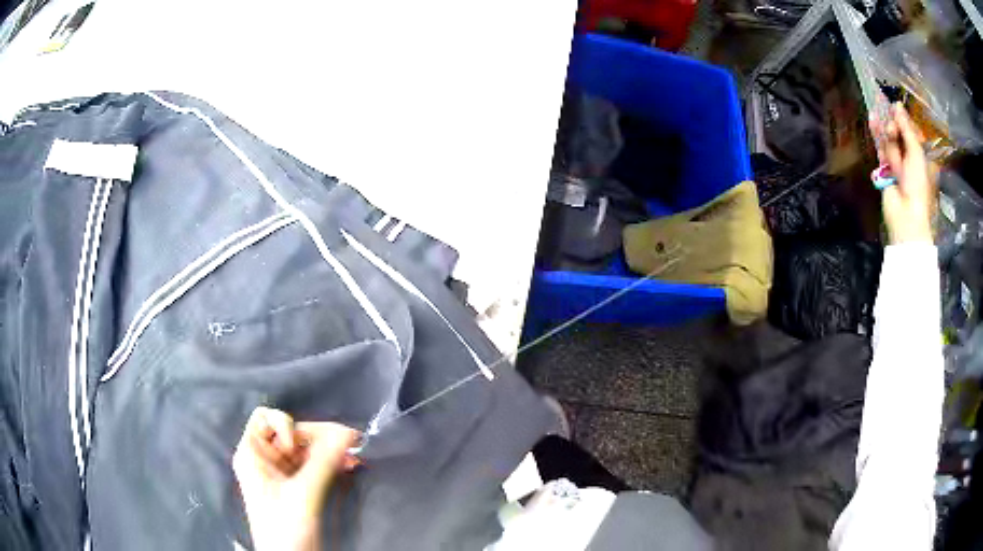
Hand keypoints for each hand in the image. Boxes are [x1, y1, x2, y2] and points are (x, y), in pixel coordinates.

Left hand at [233, 407, 359, 550]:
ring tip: (354, 457)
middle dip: (319, 437)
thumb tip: (347, 433)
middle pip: (292, 433)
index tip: (299, 447)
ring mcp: (281, 472)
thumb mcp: (303, 493)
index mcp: (252, 454)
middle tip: (349, 444)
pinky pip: (314, 464)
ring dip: (330, 450)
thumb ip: (324, 461)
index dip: (285, 426)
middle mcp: (265, 459)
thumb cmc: (285, 527)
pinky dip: (331, 463)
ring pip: (307, 449)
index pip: (265, 418)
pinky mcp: (297, 485)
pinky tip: (349, 466)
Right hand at [871, 103, 933, 243]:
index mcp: (922, 156)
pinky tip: (872, 120)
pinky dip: (877, 136)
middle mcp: (911, 159)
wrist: (907, 215)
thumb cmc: (918, 185)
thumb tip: (897, 105)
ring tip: (876, 114)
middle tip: (891, 129)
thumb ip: (906, 129)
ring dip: (884, 128)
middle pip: (901, 134)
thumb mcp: (916, 153)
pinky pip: (881, 150)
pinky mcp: (886, 170)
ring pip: (890, 141)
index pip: (912, 132)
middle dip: (894, 127)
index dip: (904, 120)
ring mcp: (898, 165)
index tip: (895, 108)